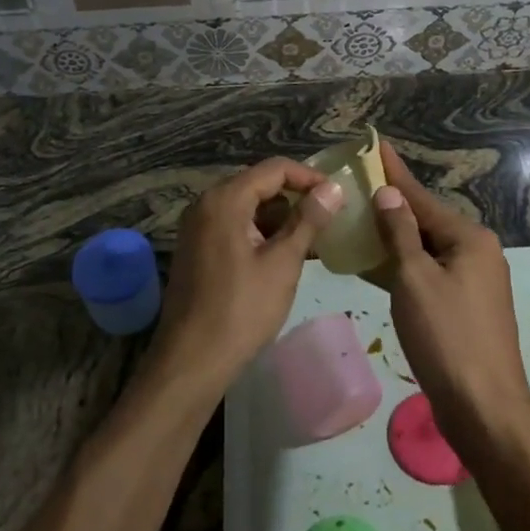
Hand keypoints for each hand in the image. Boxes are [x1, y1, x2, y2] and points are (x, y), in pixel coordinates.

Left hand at [149, 158, 345, 400]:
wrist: (191, 361)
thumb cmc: (242, 310)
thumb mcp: (283, 263)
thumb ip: (308, 221)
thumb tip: (334, 188)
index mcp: (224, 199)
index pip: (275, 169)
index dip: (310, 177)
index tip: (338, 196)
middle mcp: (206, 204)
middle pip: (259, 185)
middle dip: (295, 198)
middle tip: (328, 219)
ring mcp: (197, 227)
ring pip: (247, 207)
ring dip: (279, 219)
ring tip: (312, 241)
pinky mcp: (196, 248)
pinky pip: (234, 226)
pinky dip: (260, 234)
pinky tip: (283, 257)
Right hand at [371, 142, 529, 461]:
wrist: (484, 410)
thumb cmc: (447, 338)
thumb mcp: (415, 279)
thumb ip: (400, 233)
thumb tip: (389, 193)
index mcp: (470, 239)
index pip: (422, 197)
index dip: (394, 173)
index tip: (375, 146)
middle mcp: (477, 253)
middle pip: (425, 221)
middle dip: (391, 206)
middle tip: (355, 186)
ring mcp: (473, 282)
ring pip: (425, 249)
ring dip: (393, 238)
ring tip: (357, 220)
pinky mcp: (464, 308)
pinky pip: (428, 274)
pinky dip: (402, 267)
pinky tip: (375, 264)